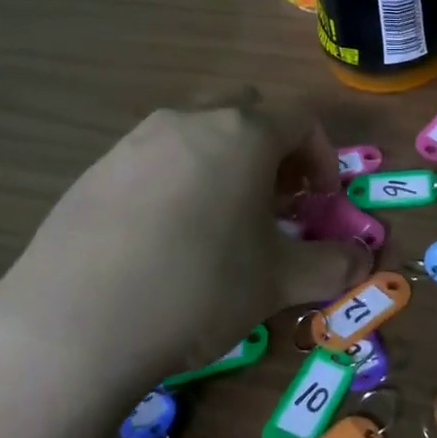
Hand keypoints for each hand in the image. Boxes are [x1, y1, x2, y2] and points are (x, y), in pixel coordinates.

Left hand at [0, 89, 369, 387]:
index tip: (320, 203)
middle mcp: (189, 121)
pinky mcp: (94, 171)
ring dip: (224, 161)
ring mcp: (135, 142)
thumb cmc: (198, 288)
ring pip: (198, 132)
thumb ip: (332, 266)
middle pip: (247, 111)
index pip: (300, 121)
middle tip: (275, 200)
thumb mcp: (277, 282)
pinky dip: (178, 180)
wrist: (72, 326)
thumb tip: (364, 263)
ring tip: (222, 219)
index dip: (323, 158)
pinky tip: (165, 237)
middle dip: (273, 149)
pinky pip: (154, 159)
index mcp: (242, 133)